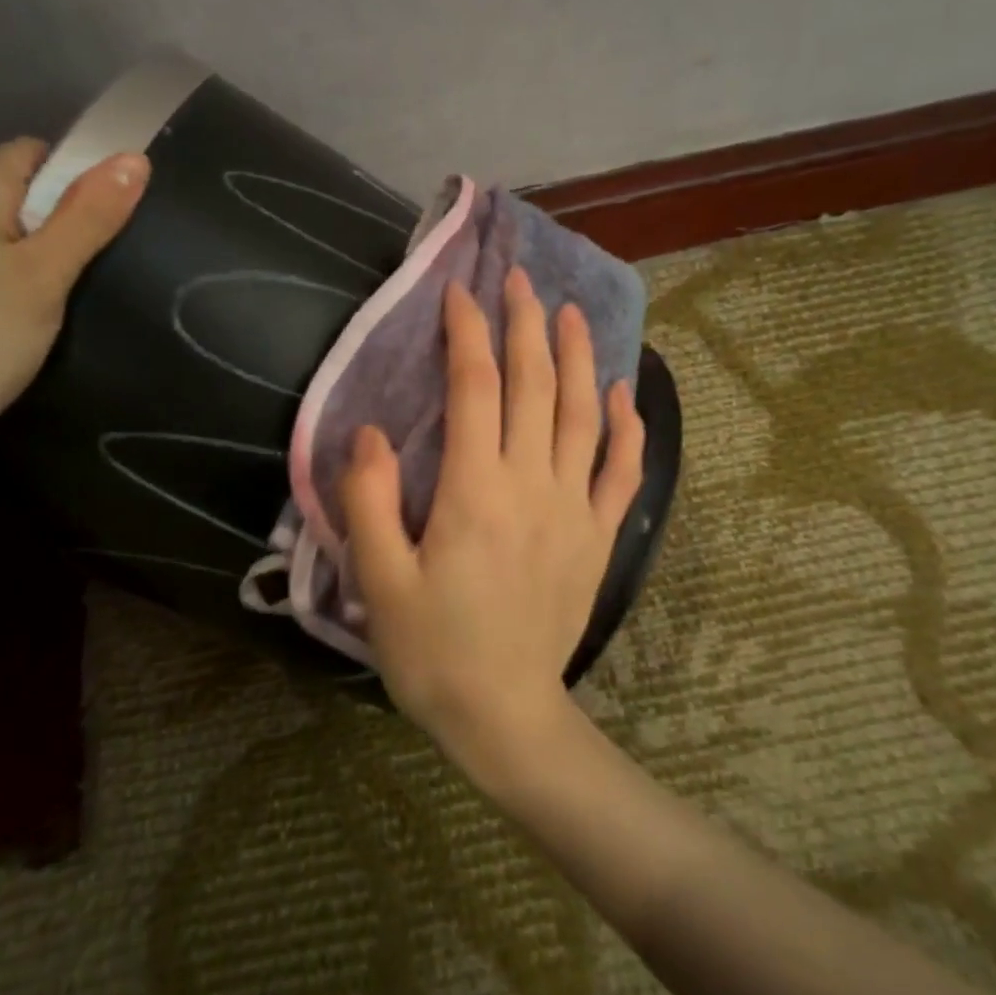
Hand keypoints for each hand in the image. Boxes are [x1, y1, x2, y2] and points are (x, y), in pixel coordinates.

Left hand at [0, 138, 147, 466]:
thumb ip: (90, 215)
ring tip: (49, 306)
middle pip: (16, 189)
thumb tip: (134, 157)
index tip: (103, 240)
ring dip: (27, 255)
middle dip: (56, 224)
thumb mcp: (45, 277)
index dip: (80, 187)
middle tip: (82, 280)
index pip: (41, 154)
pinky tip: (4, 321)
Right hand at [341, 268, 643, 772]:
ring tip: (572, 311)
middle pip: (535, 385)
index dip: (468, 332)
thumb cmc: (433, 651)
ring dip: (579, 357)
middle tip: (519, 278)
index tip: (460, 291)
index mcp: (476, 491)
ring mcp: (574, 509)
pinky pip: (621, 471)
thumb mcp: (380, 581)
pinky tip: (623, 392)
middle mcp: (532, 485)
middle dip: (526, 324)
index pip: (476, 388)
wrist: (505, 716)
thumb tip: (370, 431)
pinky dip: (626, 426)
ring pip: (582, 415)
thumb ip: (369, 500)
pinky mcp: (598, 537)